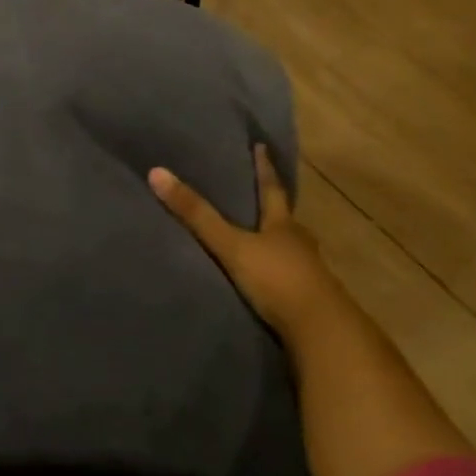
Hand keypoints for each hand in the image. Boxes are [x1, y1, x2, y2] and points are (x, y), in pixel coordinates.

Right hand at [148, 146, 350, 347]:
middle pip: (284, 219)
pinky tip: (267, 279)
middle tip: (257, 196)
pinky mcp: (309, 298)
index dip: (264, 168)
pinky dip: (277, 272)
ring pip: (289, 248)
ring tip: (259, 239)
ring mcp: (308, 271)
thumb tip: (157, 173)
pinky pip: (289, 277)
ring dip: (275, 243)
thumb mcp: (231, 246)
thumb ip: (197, 215)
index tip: (262, 146)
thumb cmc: (276, 278)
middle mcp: (299, 242)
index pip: (271, 188)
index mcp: (282, 224)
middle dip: (271, 208)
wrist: (318, 329)